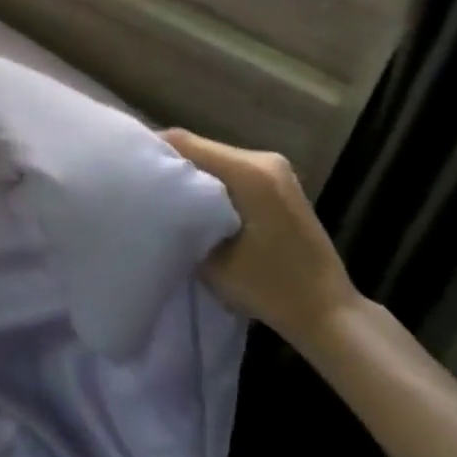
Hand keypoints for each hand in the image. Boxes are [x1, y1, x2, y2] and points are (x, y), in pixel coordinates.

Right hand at [162, 130, 360, 350]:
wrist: (328, 313)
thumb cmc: (270, 289)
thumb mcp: (213, 259)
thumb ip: (183, 220)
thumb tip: (157, 200)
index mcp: (251, 172)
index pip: (186, 143)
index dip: (153, 150)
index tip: (127, 167)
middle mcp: (264, 160)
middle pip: (201, 147)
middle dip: (170, 163)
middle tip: (140, 184)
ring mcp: (275, 170)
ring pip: (215, 158)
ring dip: (190, 173)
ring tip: (162, 194)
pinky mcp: (278, 183)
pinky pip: (232, 170)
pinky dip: (210, 181)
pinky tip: (194, 202)